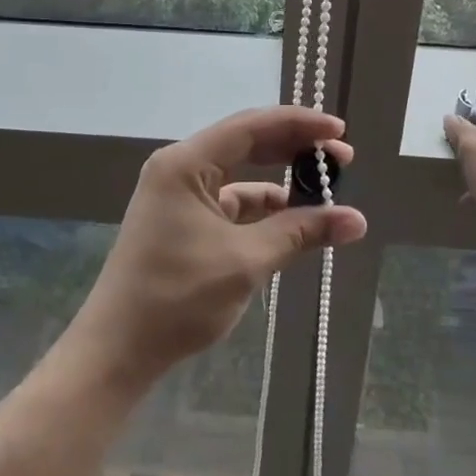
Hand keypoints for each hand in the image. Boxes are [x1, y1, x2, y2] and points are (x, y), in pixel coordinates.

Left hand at [69, 106, 367, 387]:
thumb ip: (300, 233)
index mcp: (186, 163)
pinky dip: (264, 207)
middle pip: (247, 143)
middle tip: (342, 159)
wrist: (118, 351)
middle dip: (295, 148)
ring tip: (324, 188)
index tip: (339, 132)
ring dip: (282, 179)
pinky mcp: (185, 220)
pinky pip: (232, 201)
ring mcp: (180, 194)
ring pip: (242, 173)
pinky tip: (295, 219)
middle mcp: (181, 168)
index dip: (299, 124)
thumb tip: (357, 220)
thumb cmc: (176, 298)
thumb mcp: (245, 262)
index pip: (251, 126)